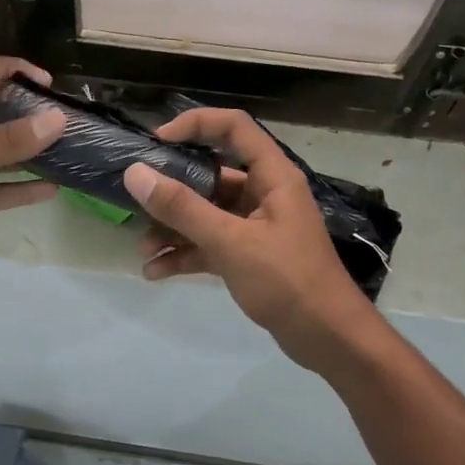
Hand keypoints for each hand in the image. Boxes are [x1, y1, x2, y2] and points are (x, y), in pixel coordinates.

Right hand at [122, 108, 380, 372]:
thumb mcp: (230, 242)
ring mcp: (256, 226)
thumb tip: (135, 174)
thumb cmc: (287, 280)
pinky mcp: (249, 256)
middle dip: (172, 190)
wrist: (329, 339)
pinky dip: (185, 253)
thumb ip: (182, 208)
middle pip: (211, 175)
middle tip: (137, 201)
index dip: (195, 124)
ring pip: (206, 213)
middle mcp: (264, 194)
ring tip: (143, 249)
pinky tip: (156, 272)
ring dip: (174, 228)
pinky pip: (210, 244)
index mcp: (272, 176)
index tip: (156, 143)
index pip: (233, 128)